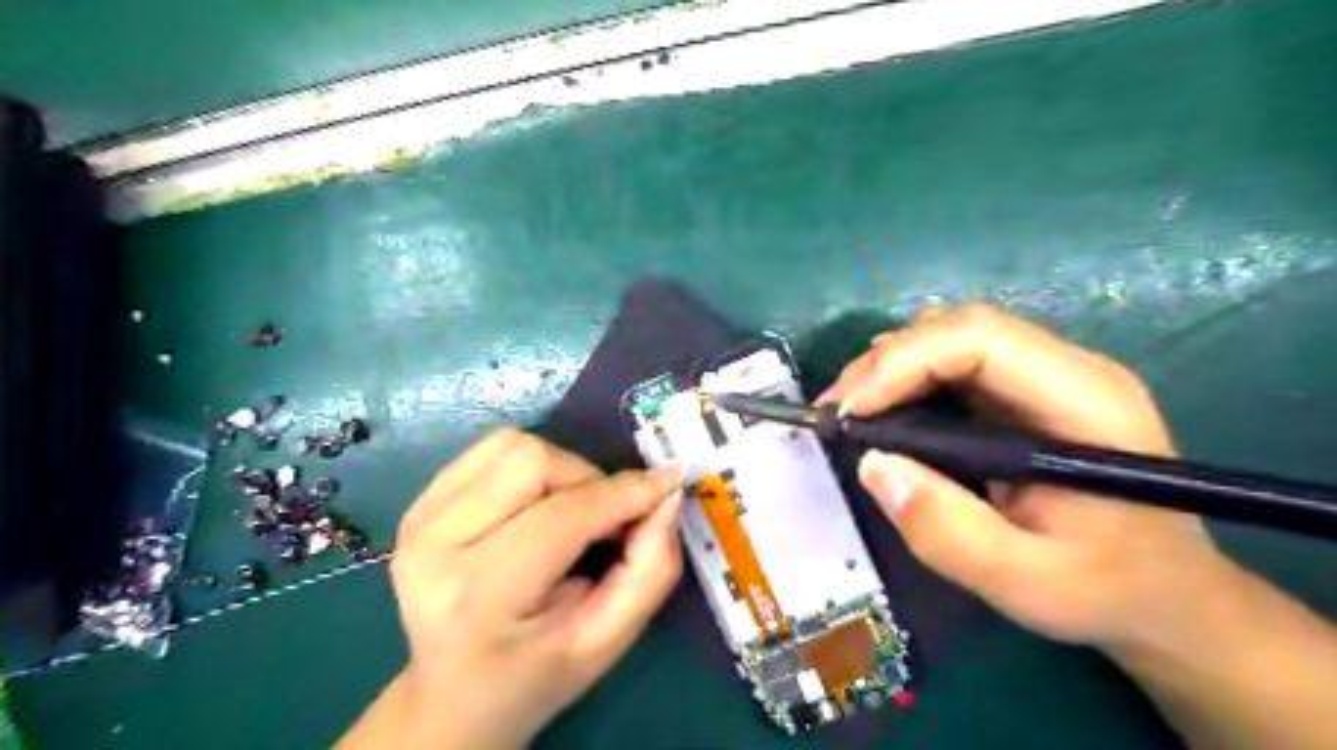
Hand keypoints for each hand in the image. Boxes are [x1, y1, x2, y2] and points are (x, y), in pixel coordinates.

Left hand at [341, 427, 682, 748]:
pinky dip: (530, 464)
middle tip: (607, 519)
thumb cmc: (537, 673)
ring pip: (512, 445)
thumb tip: (666, 494)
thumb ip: (650, 569)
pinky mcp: (418, 501)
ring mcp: (419, 517)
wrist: (454, 693)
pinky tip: (536, 503)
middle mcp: (435, 545)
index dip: (624, 494)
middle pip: (531, 460)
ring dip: (560, 469)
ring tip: (571, 512)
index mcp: (479, 597)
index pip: (563, 516)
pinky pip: (490, 449)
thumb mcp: (607, 640)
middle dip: (588, 480)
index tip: (667, 484)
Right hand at [826, 305, 1230, 651]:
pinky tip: (883, 412)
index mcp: (1084, 401)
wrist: (1166, 594)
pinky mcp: (1022, 393)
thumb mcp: (1027, 583)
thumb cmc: (1108, 590)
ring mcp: (1045, 376)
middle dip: (886, 362)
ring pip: (951, 337)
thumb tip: (872, 465)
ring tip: (853, 412)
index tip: (852, 413)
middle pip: (960, 328)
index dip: (905, 362)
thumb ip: (949, 532)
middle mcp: (1066, 370)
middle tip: (838, 412)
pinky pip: (953, 362)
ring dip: (891, 366)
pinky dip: (906, 379)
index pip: (981, 340)